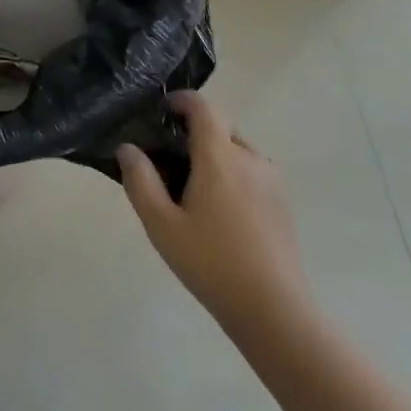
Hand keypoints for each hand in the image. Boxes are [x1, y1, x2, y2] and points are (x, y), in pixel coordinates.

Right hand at [118, 92, 308, 331]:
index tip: (161, 110)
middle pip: (220, 127)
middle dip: (194, 131)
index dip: (181, 100)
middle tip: (167, 157)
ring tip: (191, 187)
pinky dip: (231, 173)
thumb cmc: (211, 263)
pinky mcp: (282, 201)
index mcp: (220, 157)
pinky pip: (251, 170)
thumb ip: (140, 181)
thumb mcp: (161, 225)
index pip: (203, 108)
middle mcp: (250, 158)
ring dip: (213, 154)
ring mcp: (272, 180)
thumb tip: (128, 148)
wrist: (274, 310)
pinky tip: (218, 210)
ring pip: (237, 149)